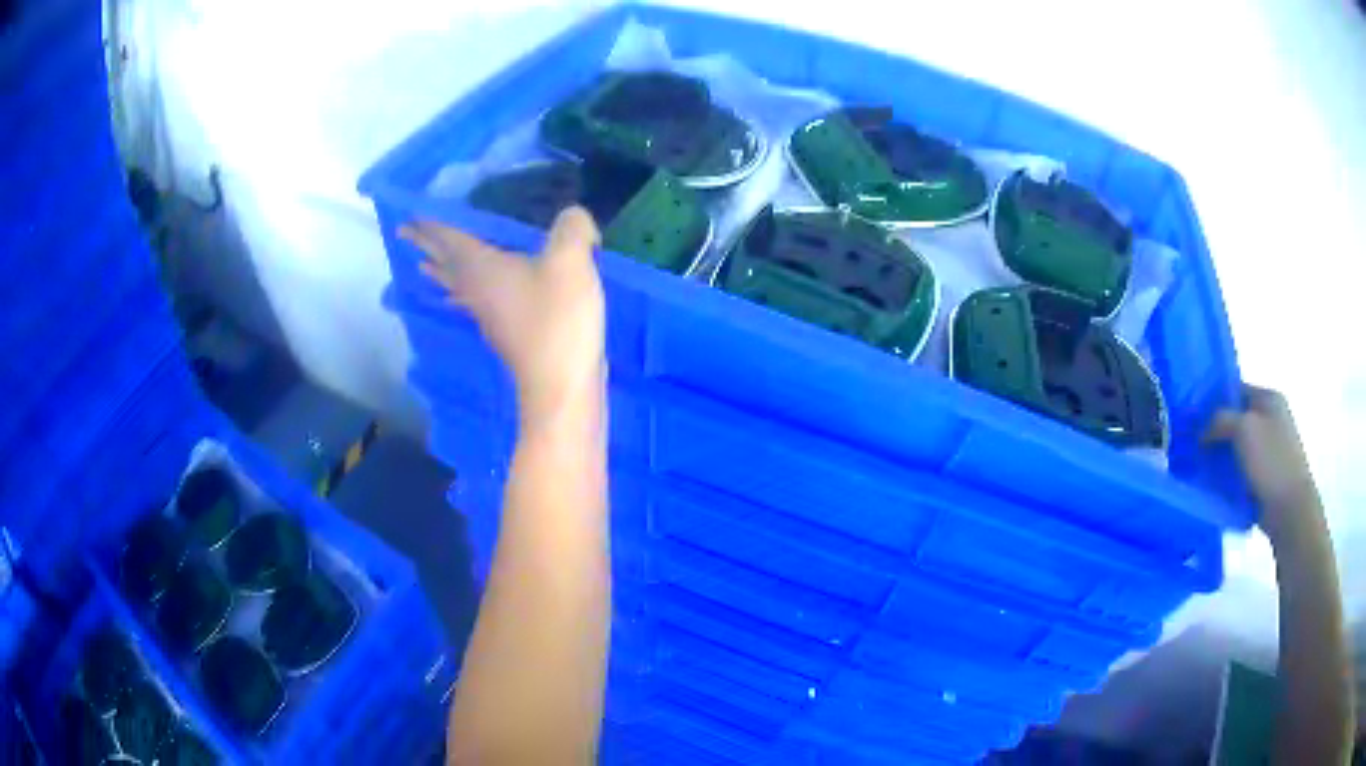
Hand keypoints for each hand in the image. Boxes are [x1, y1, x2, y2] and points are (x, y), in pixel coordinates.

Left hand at [401, 207, 605, 429]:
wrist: (561, 386)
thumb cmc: (558, 319)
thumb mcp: (571, 262)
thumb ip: (571, 228)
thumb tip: (573, 216)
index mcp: (484, 268)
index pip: (450, 240)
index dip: (431, 226)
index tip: (407, 219)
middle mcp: (478, 291)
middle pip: (446, 264)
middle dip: (427, 246)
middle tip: (405, 234)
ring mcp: (488, 317)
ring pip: (457, 287)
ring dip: (440, 274)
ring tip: (424, 267)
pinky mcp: (505, 335)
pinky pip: (472, 304)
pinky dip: (463, 295)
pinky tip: (470, 301)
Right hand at [1204, 385, 1320, 542]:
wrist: (1290, 510)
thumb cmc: (1271, 461)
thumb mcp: (1243, 429)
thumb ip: (1220, 420)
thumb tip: (1202, 431)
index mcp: (1269, 399)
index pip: (1236, 390)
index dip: (1214, 400)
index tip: (1193, 419)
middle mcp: (1271, 418)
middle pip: (1236, 420)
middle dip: (1216, 432)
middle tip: (1192, 447)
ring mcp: (1270, 449)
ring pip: (1238, 448)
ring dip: (1221, 458)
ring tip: (1199, 470)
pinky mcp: (1266, 476)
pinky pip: (1242, 471)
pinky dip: (1229, 478)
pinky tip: (1215, 487)